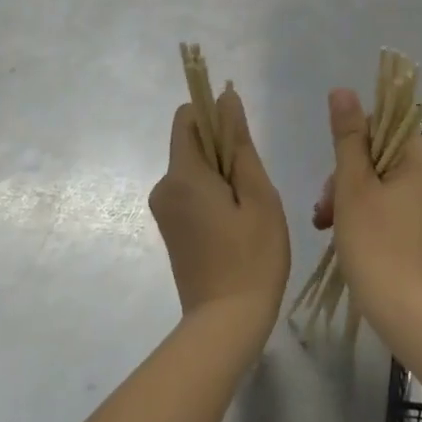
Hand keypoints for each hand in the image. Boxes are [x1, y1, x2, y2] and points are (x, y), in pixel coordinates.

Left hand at [149, 89, 289, 330]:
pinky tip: (237, 225)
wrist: (226, 322)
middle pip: (192, 143)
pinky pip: (191, 192)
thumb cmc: (252, 256)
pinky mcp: (170, 227)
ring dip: (223, 175)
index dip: (215, 115)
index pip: (188, 117)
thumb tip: (225, 99)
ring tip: (250, 211)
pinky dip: (214, 195)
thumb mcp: (258, 195)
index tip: (243, 140)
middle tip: (254, 188)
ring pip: (195, 169)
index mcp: (183, 174)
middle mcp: (163, 186)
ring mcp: (164, 209)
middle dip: (224, 151)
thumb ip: (239, 144)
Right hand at [312, 88, 421, 322]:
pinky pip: (391, 203)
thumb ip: (348, 135)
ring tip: (326, 225)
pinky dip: (366, 212)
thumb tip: (343, 90)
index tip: (334, 180)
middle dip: (347, 179)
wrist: (404, 308)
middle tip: (325, 211)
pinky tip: (341, 231)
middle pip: (380, 156)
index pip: (382, 129)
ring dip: (350, 197)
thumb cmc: (376, 241)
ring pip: (381, 181)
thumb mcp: (354, 184)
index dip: (351, 149)